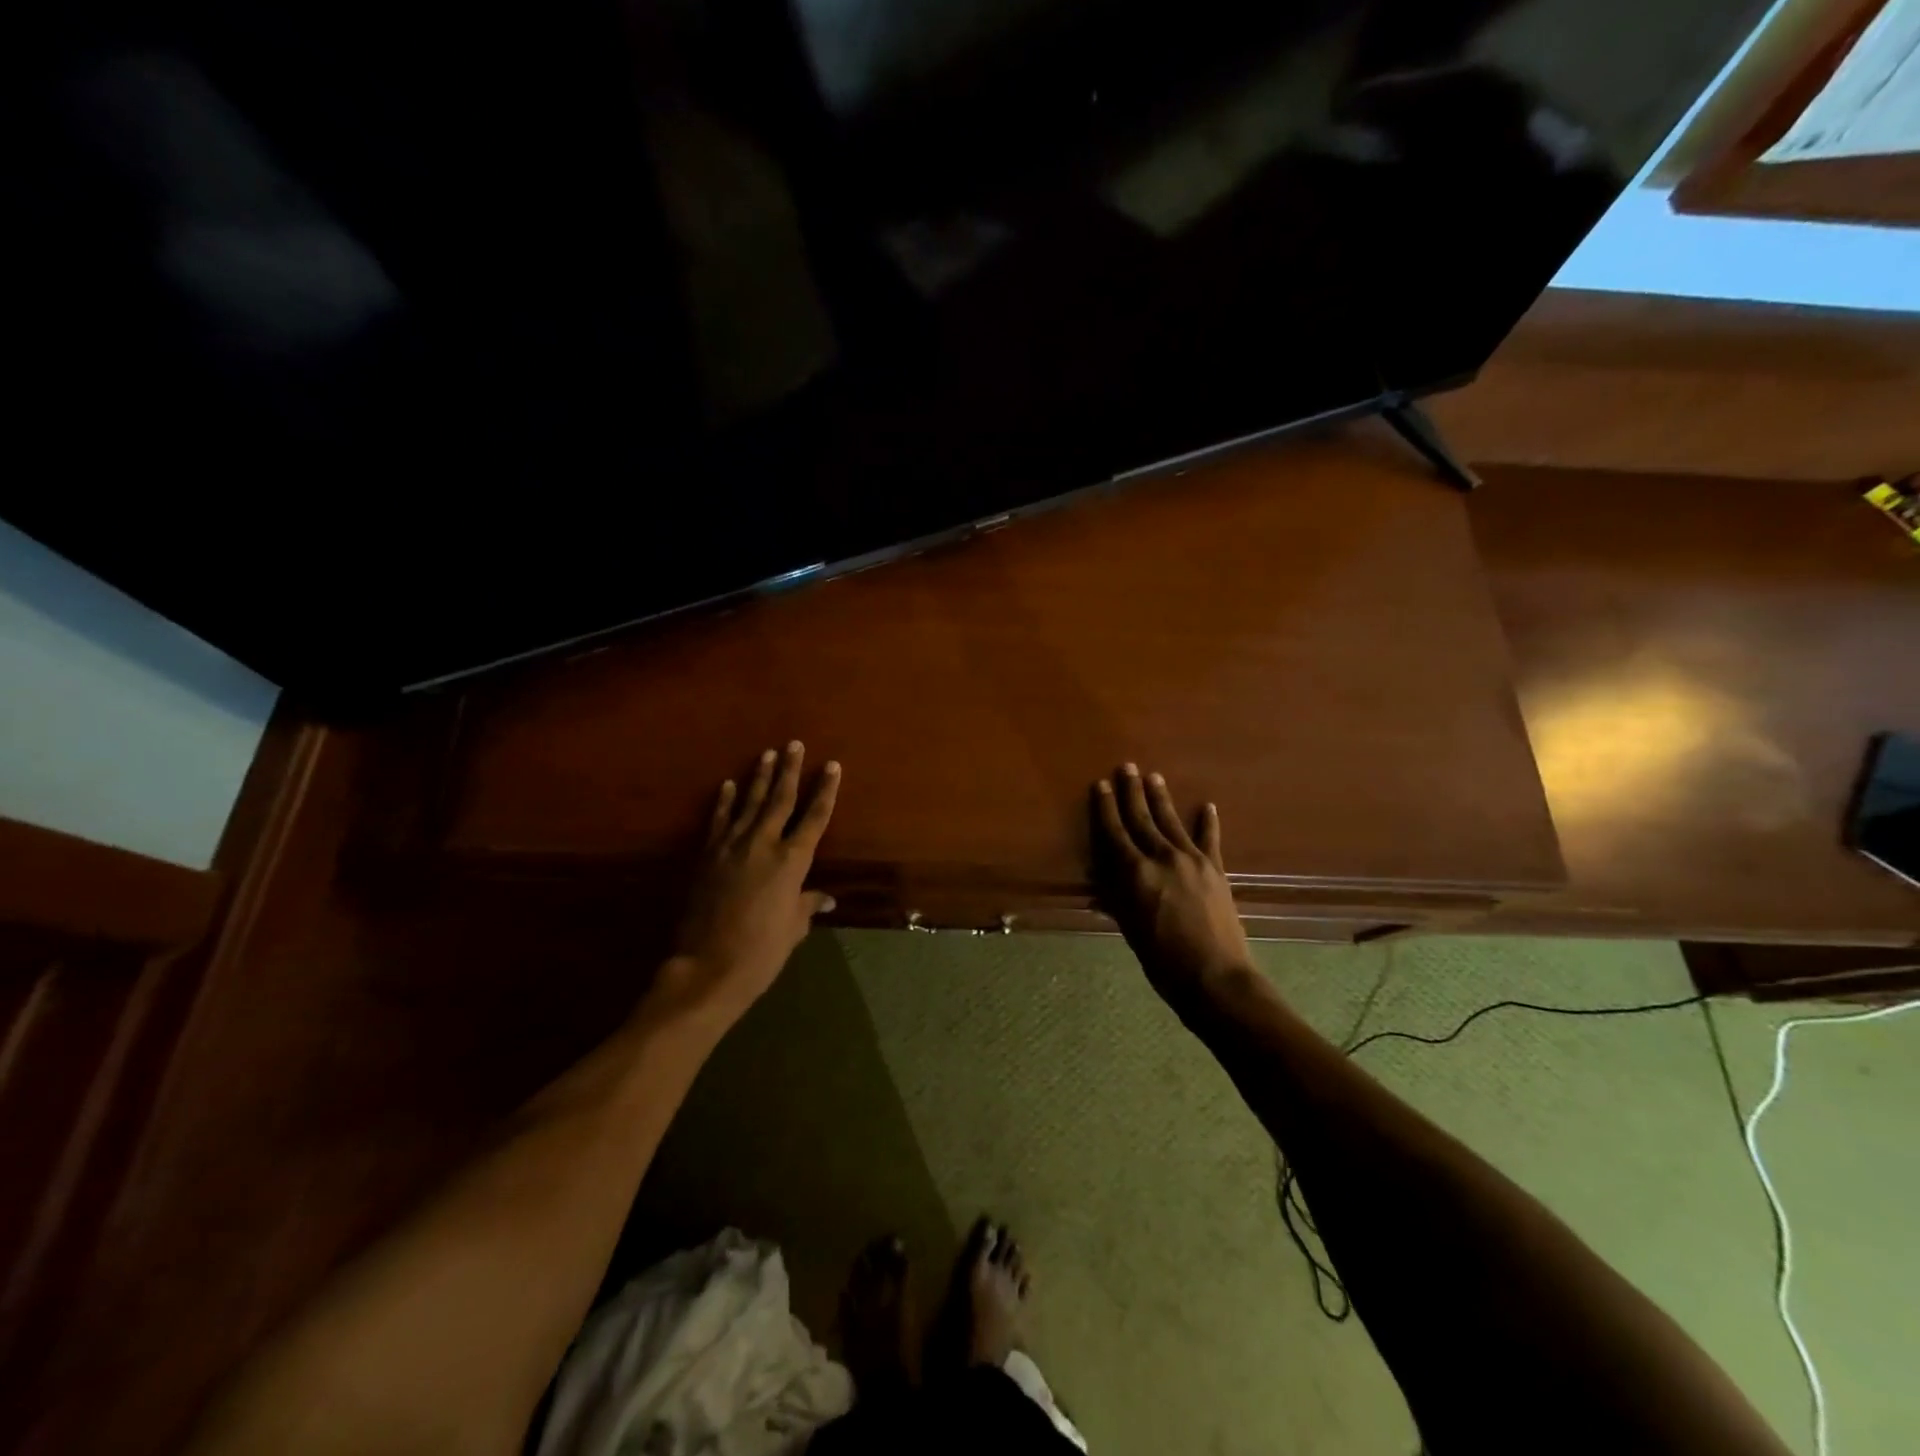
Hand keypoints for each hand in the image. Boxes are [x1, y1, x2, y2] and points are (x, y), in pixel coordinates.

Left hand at [656, 742, 839, 1030]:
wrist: (708, 967)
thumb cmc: (762, 952)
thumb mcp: (793, 928)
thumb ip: (808, 906)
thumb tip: (826, 899)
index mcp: (792, 861)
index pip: (815, 817)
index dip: (825, 790)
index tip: (832, 766)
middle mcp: (763, 845)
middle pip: (780, 799)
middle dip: (790, 770)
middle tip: (794, 744)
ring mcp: (731, 847)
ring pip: (749, 804)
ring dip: (759, 778)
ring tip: (767, 754)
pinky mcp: (707, 857)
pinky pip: (719, 821)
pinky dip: (725, 802)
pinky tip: (729, 785)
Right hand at [1091, 764, 1251, 1013]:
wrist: (1217, 978)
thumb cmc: (1163, 961)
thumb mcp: (1130, 931)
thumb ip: (1117, 900)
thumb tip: (1100, 882)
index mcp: (1135, 874)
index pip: (1115, 833)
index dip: (1106, 808)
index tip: (1102, 785)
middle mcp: (1162, 858)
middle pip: (1143, 819)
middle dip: (1133, 792)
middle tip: (1127, 767)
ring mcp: (1192, 861)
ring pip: (1172, 822)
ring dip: (1161, 799)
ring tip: (1154, 777)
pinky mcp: (1216, 870)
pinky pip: (1210, 840)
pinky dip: (1208, 822)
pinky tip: (1207, 806)